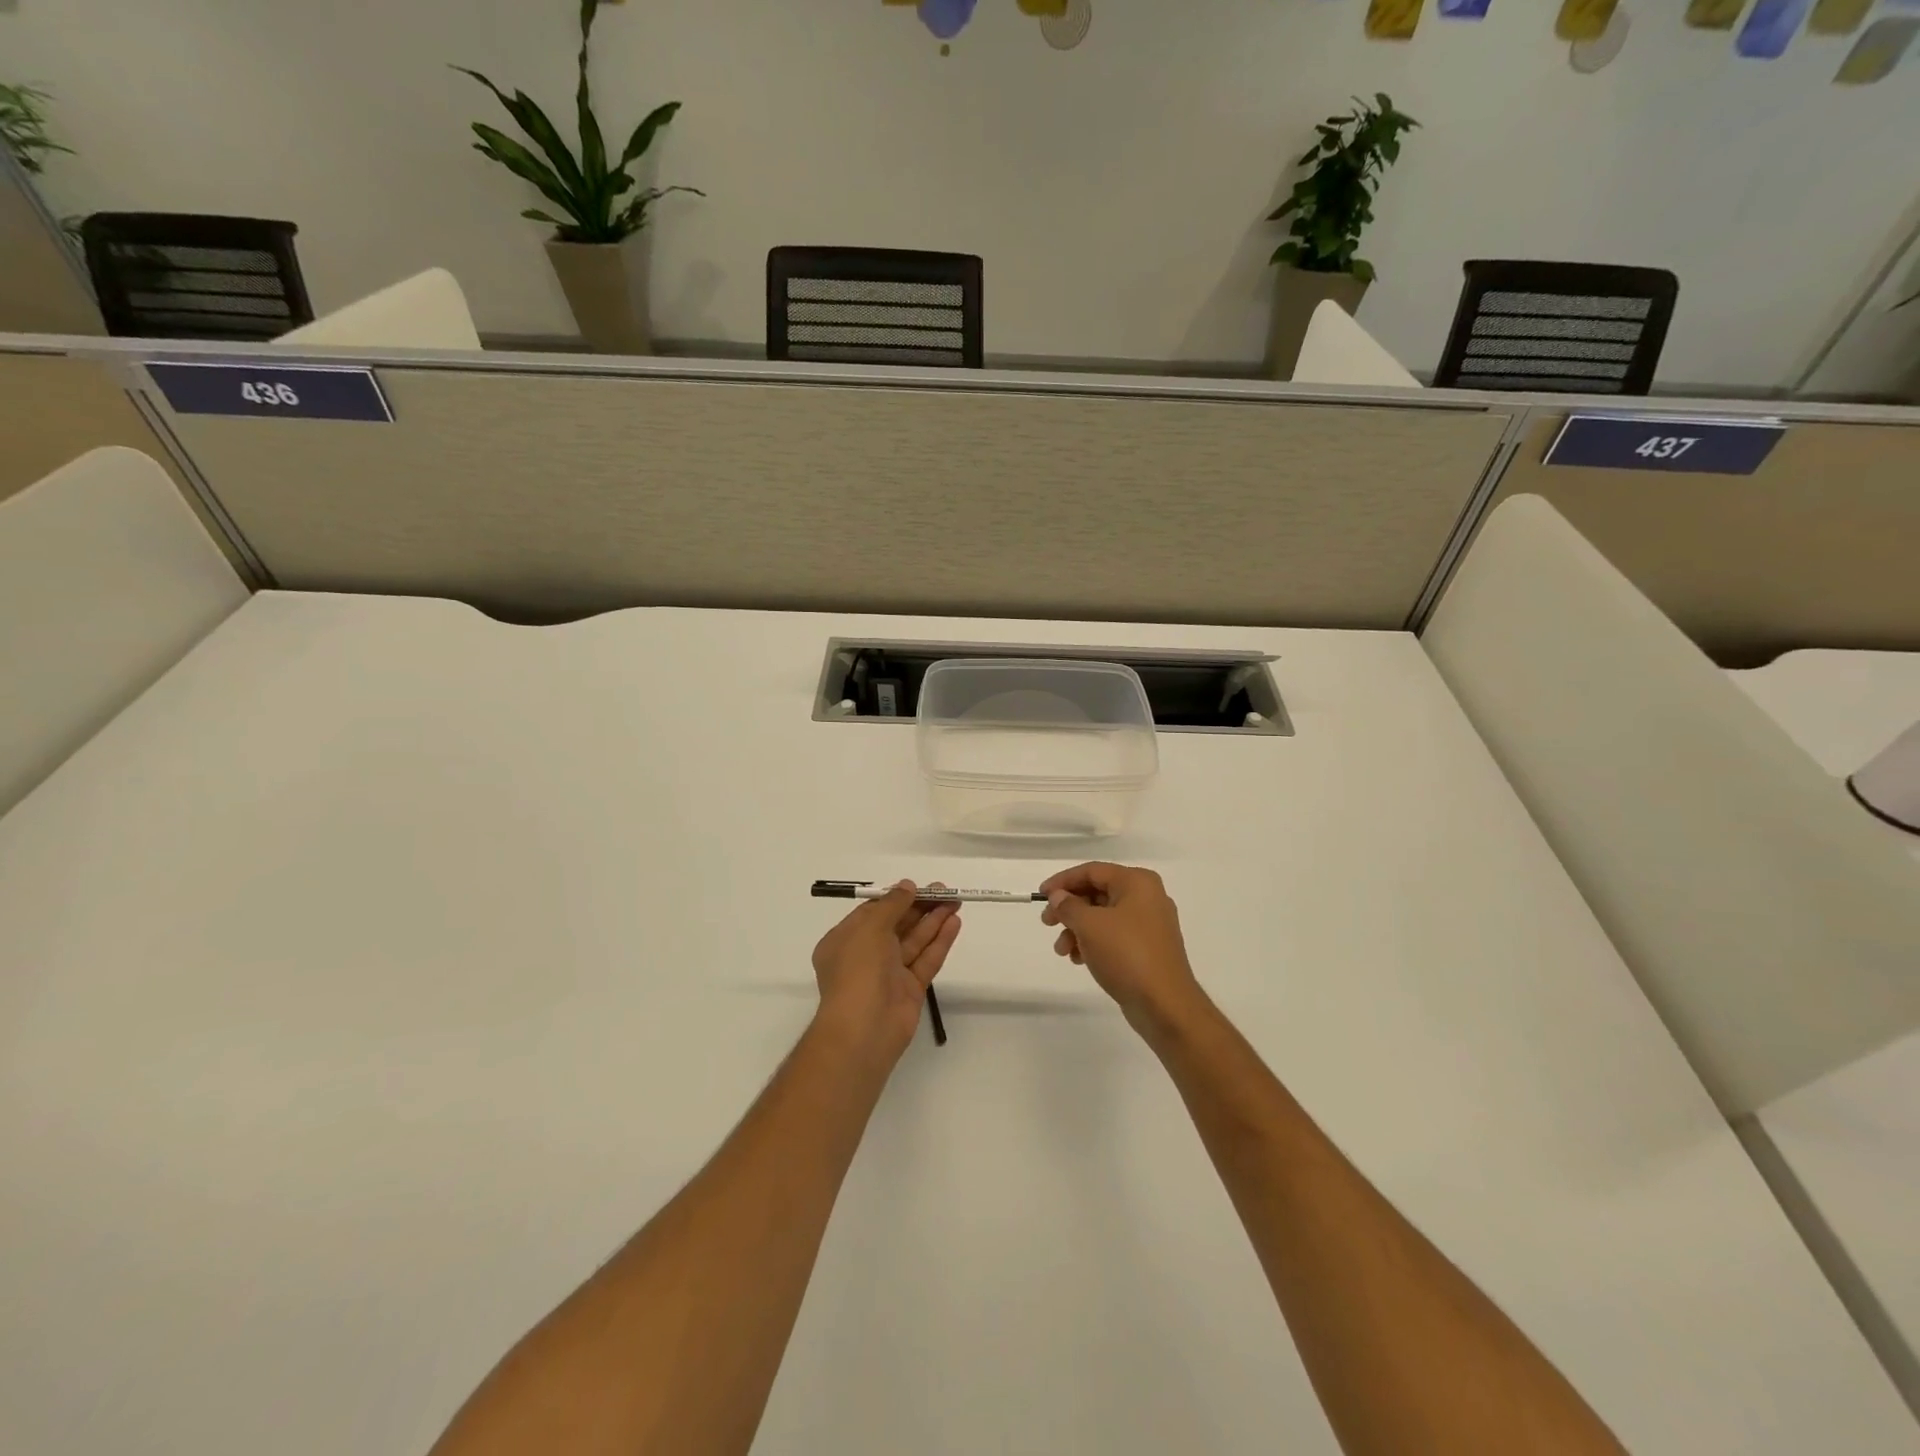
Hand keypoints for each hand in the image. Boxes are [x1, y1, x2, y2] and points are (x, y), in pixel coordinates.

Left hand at [812, 882, 961, 1061]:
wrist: (864, 1029)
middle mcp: (865, 956)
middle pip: (896, 925)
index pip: (872, 913)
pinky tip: (954, 923)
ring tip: (956, 901)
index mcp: (845, 941)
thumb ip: (892, 904)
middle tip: (945, 891)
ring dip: (933, 921)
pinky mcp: (910, 990)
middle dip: (919, 907)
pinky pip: (926, 960)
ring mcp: (889, 974)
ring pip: (914, 941)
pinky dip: (939, 942)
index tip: (918, 887)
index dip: (895, 899)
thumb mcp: (870, 927)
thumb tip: (906, 886)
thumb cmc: (858, 970)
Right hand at [1039, 863, 1202, 1032]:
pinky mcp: (1148, 948)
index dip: (1063, 881)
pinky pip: (1114, 936)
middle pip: (1097, 893)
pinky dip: (1094, 943)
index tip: (1041, 895)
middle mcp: (1147, 897)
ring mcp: (1150, 924)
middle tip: (1047, 923)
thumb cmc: (1126, 955)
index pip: (1092, 871)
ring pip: (1103, 917)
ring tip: (1062, 951)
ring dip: (1078, 930)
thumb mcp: (1089, 925)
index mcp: (1137, 882)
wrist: (1165, 1004)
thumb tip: (1059, 897)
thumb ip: (1068, 906)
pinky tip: (1079, 959)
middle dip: (1069, 910)